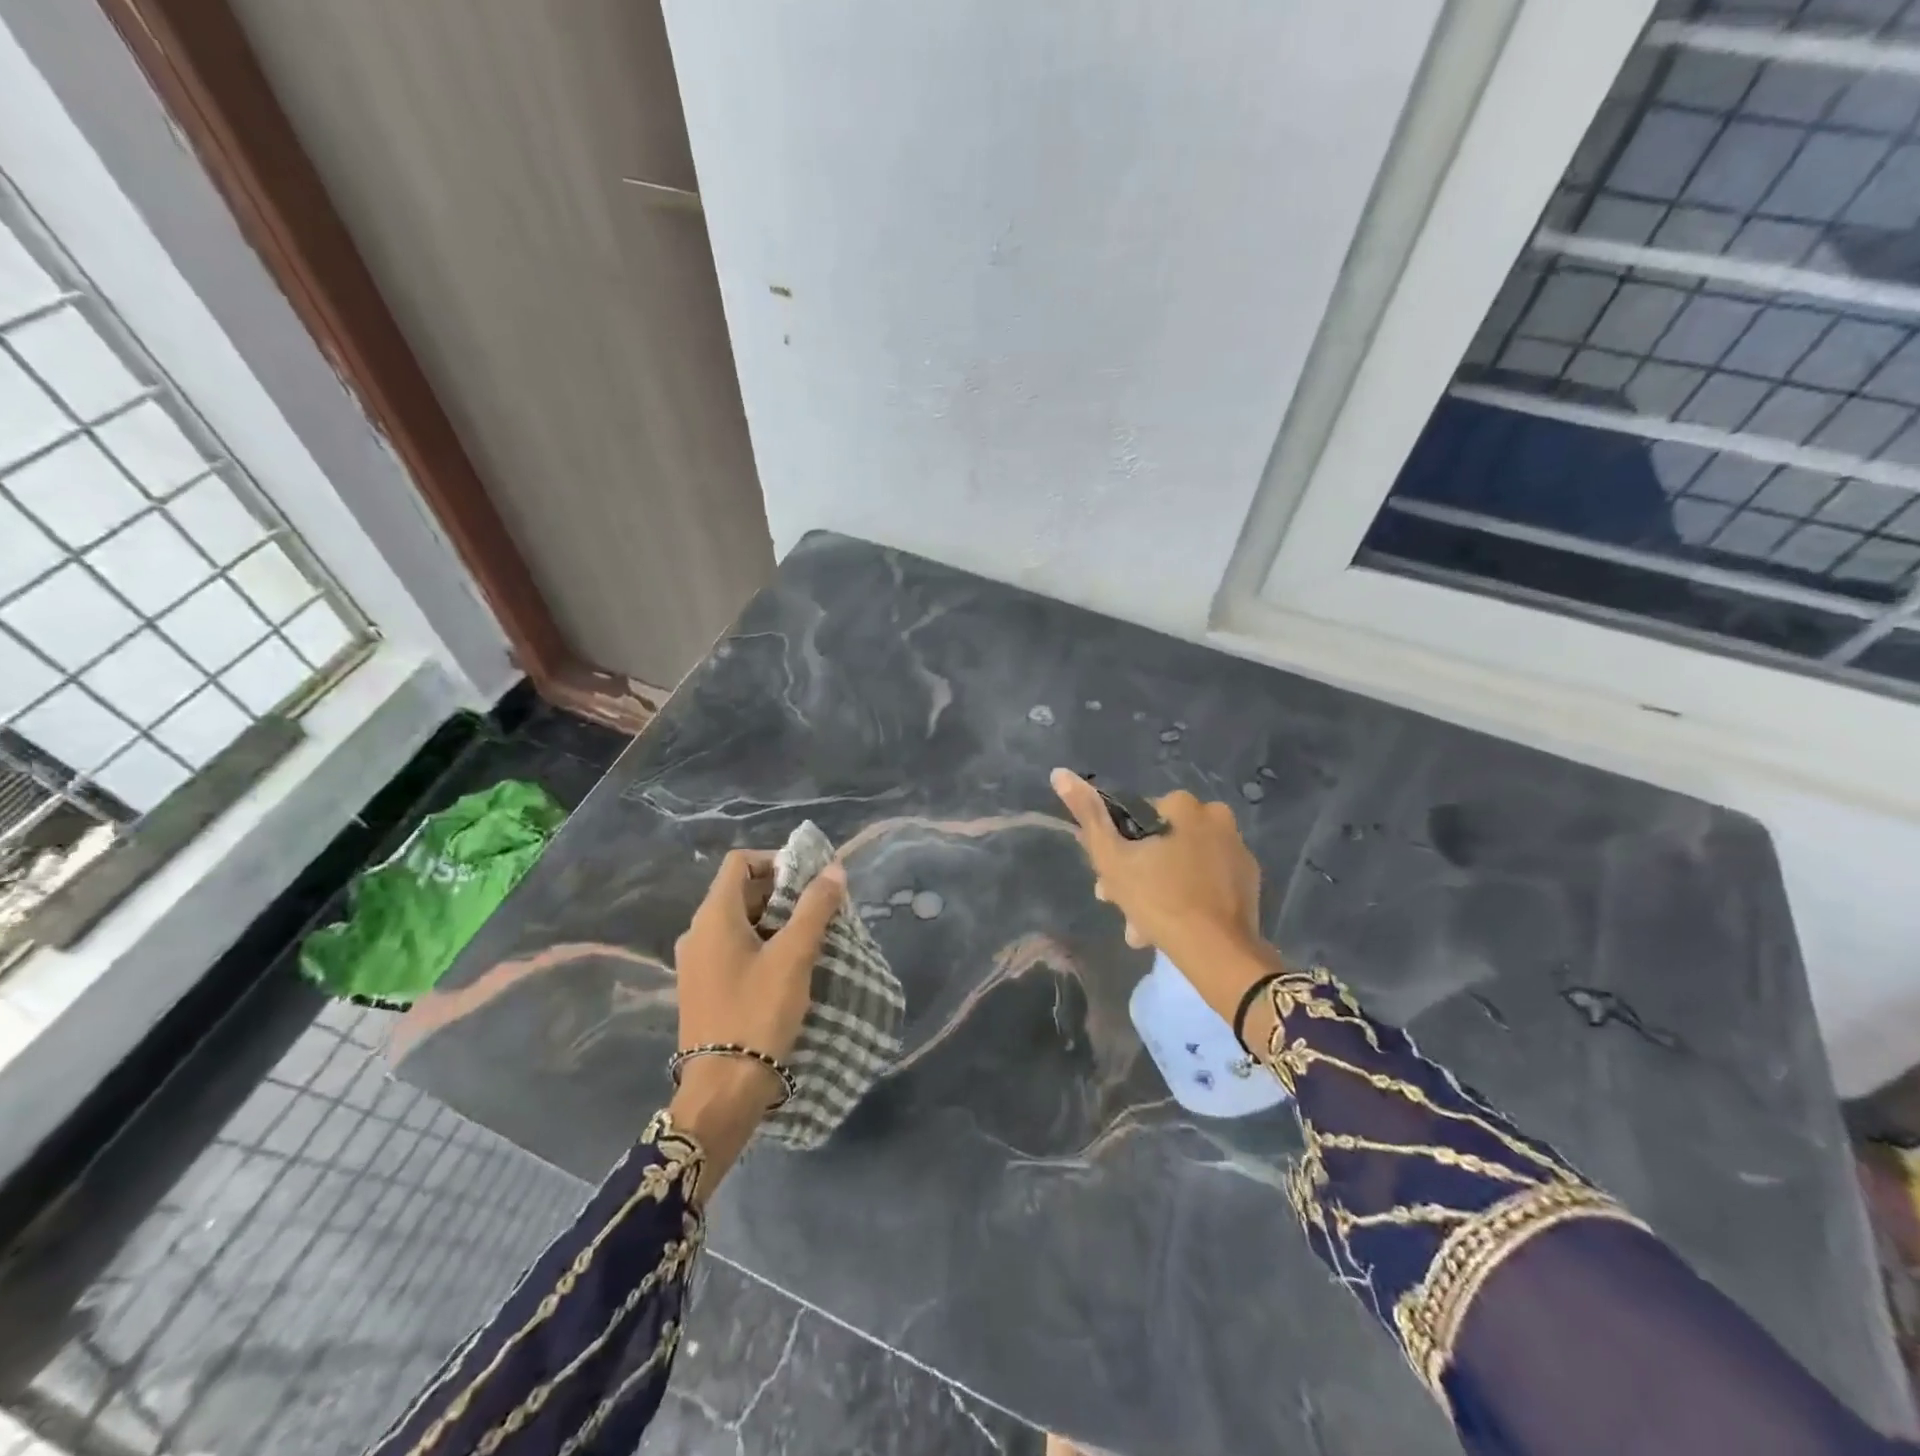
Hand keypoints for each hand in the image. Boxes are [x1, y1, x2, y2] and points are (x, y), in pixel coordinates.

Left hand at [668, 849, 844, 1190]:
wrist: (722, 1090)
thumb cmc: (758, 1012)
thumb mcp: (794, 956)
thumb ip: (815, 908)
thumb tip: (834, 869)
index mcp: (713, 917)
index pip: (739, 863)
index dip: (775, 860)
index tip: (809, 878)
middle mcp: (696, 933)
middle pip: (739, 891)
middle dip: (781, 892)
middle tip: (818, 907)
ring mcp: (695, 963)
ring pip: (738, 922)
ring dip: (773, 920)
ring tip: (809, 937)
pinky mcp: (702, 988)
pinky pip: (732, 949)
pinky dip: (760, 944)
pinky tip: (787, 967)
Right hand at [1051, 768, 1277, 1021]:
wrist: (1216, 951)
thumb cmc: (1158, 898)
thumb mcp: (1111, 857)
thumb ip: (1088, 813)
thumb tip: (1059, 773)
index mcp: (1183, 805)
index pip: (1136, 817)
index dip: (1116, 847)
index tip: (1106, 878)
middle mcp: (1215, 816)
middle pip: (1161, 841)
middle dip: (1137, 872)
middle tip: (1120, 905)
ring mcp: (1236, 848)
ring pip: (1182, 862)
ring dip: (1158, 888)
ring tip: (1142, 927)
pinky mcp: (1249, 879)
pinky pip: (1206, 879)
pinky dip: (1187, 895)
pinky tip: (1171, 924)